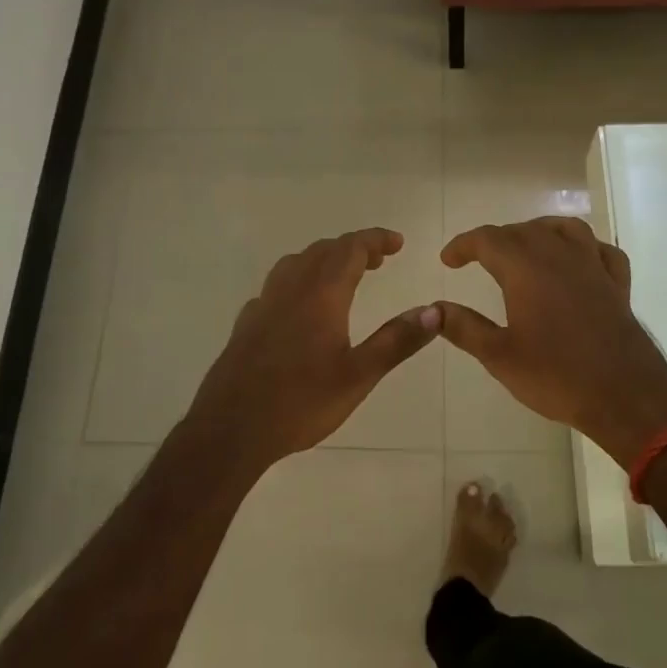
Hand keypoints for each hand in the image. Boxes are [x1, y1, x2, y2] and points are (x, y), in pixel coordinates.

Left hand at [182, 228, 439, 465]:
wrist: (232, 428)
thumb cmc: (301, 402)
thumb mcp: (359, 375)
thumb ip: (397, 341)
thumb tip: (434, 311)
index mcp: (321, 295)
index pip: (351, 249)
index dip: (375, 239)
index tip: (398, 242)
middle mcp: (290, 289)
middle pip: (323, 251)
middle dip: (353, 248)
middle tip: (378, 260)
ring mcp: (264, 304)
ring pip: (296, 263)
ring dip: (324, 260)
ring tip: (344, 276)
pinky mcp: (247, 323)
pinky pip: (277, 285)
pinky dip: (299, 280)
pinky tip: (302, 306)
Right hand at [436, 218, 666, 466]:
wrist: (625, 397)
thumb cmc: (556, 377)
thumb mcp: (499, 356)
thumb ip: (464, 327)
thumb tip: (434, 307)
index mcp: (526, 270)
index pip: (488, 239)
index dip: (463, 245)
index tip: (448, 260)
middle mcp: (560, 257)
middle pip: (523, 231)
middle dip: (496, 240)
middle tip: (477, 260)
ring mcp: (593, 267)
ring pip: (564, 229)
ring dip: (538, 232)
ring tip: (524, 248)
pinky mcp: (618, 285)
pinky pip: (600, 250)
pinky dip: (583, 248)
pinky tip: (577, 262)